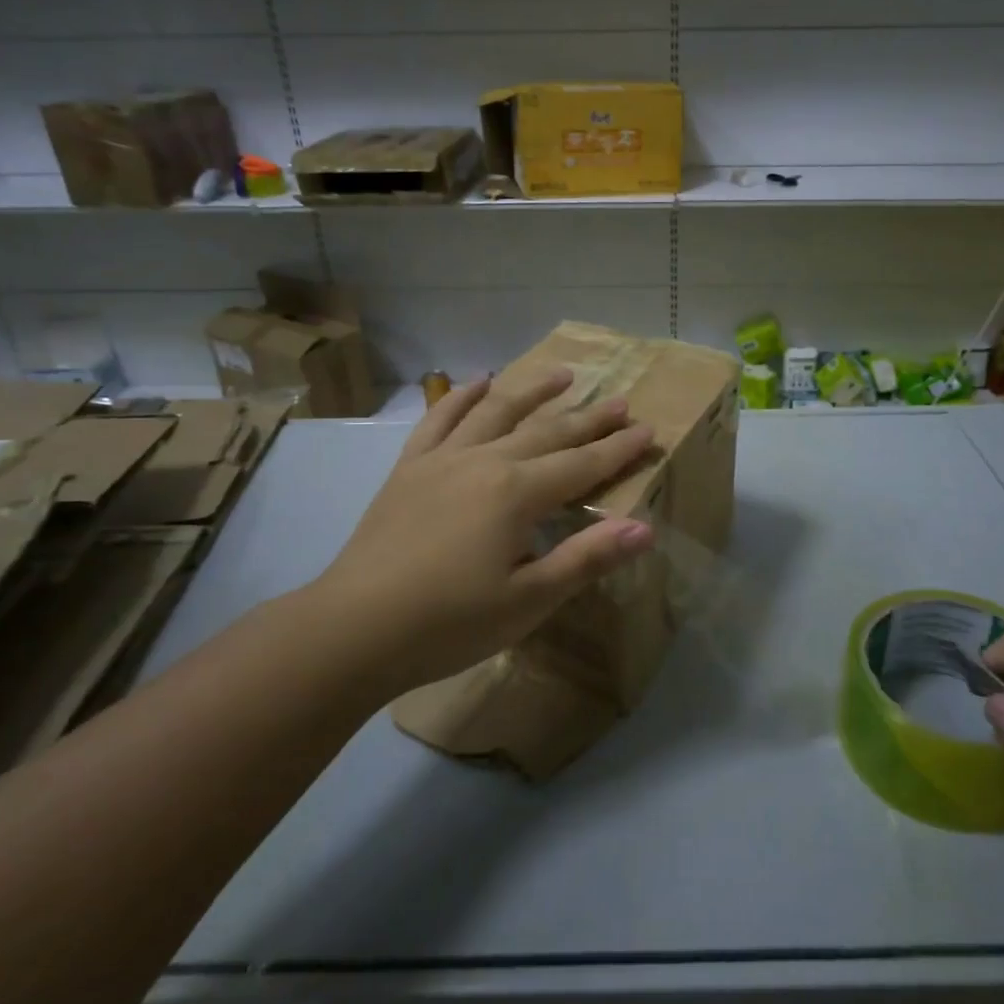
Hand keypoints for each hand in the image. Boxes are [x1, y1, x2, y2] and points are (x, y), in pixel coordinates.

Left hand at [308, 368, 656, 697]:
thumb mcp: (529, 600)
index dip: (618, 449)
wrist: (355, 628)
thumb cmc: (450, 623)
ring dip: (532, 391)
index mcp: (517, 494)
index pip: (582, 465)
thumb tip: (644, 528)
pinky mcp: (409, 469)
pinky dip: (460, 397)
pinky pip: (438, 420)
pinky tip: (477, 383)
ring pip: (496, 413)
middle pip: (547, 433)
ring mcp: (442, 460)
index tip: (648, 430)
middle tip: (620, 401)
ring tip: (562, 374)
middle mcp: (484, 462)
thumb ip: (586, 558)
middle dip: (588, 419)